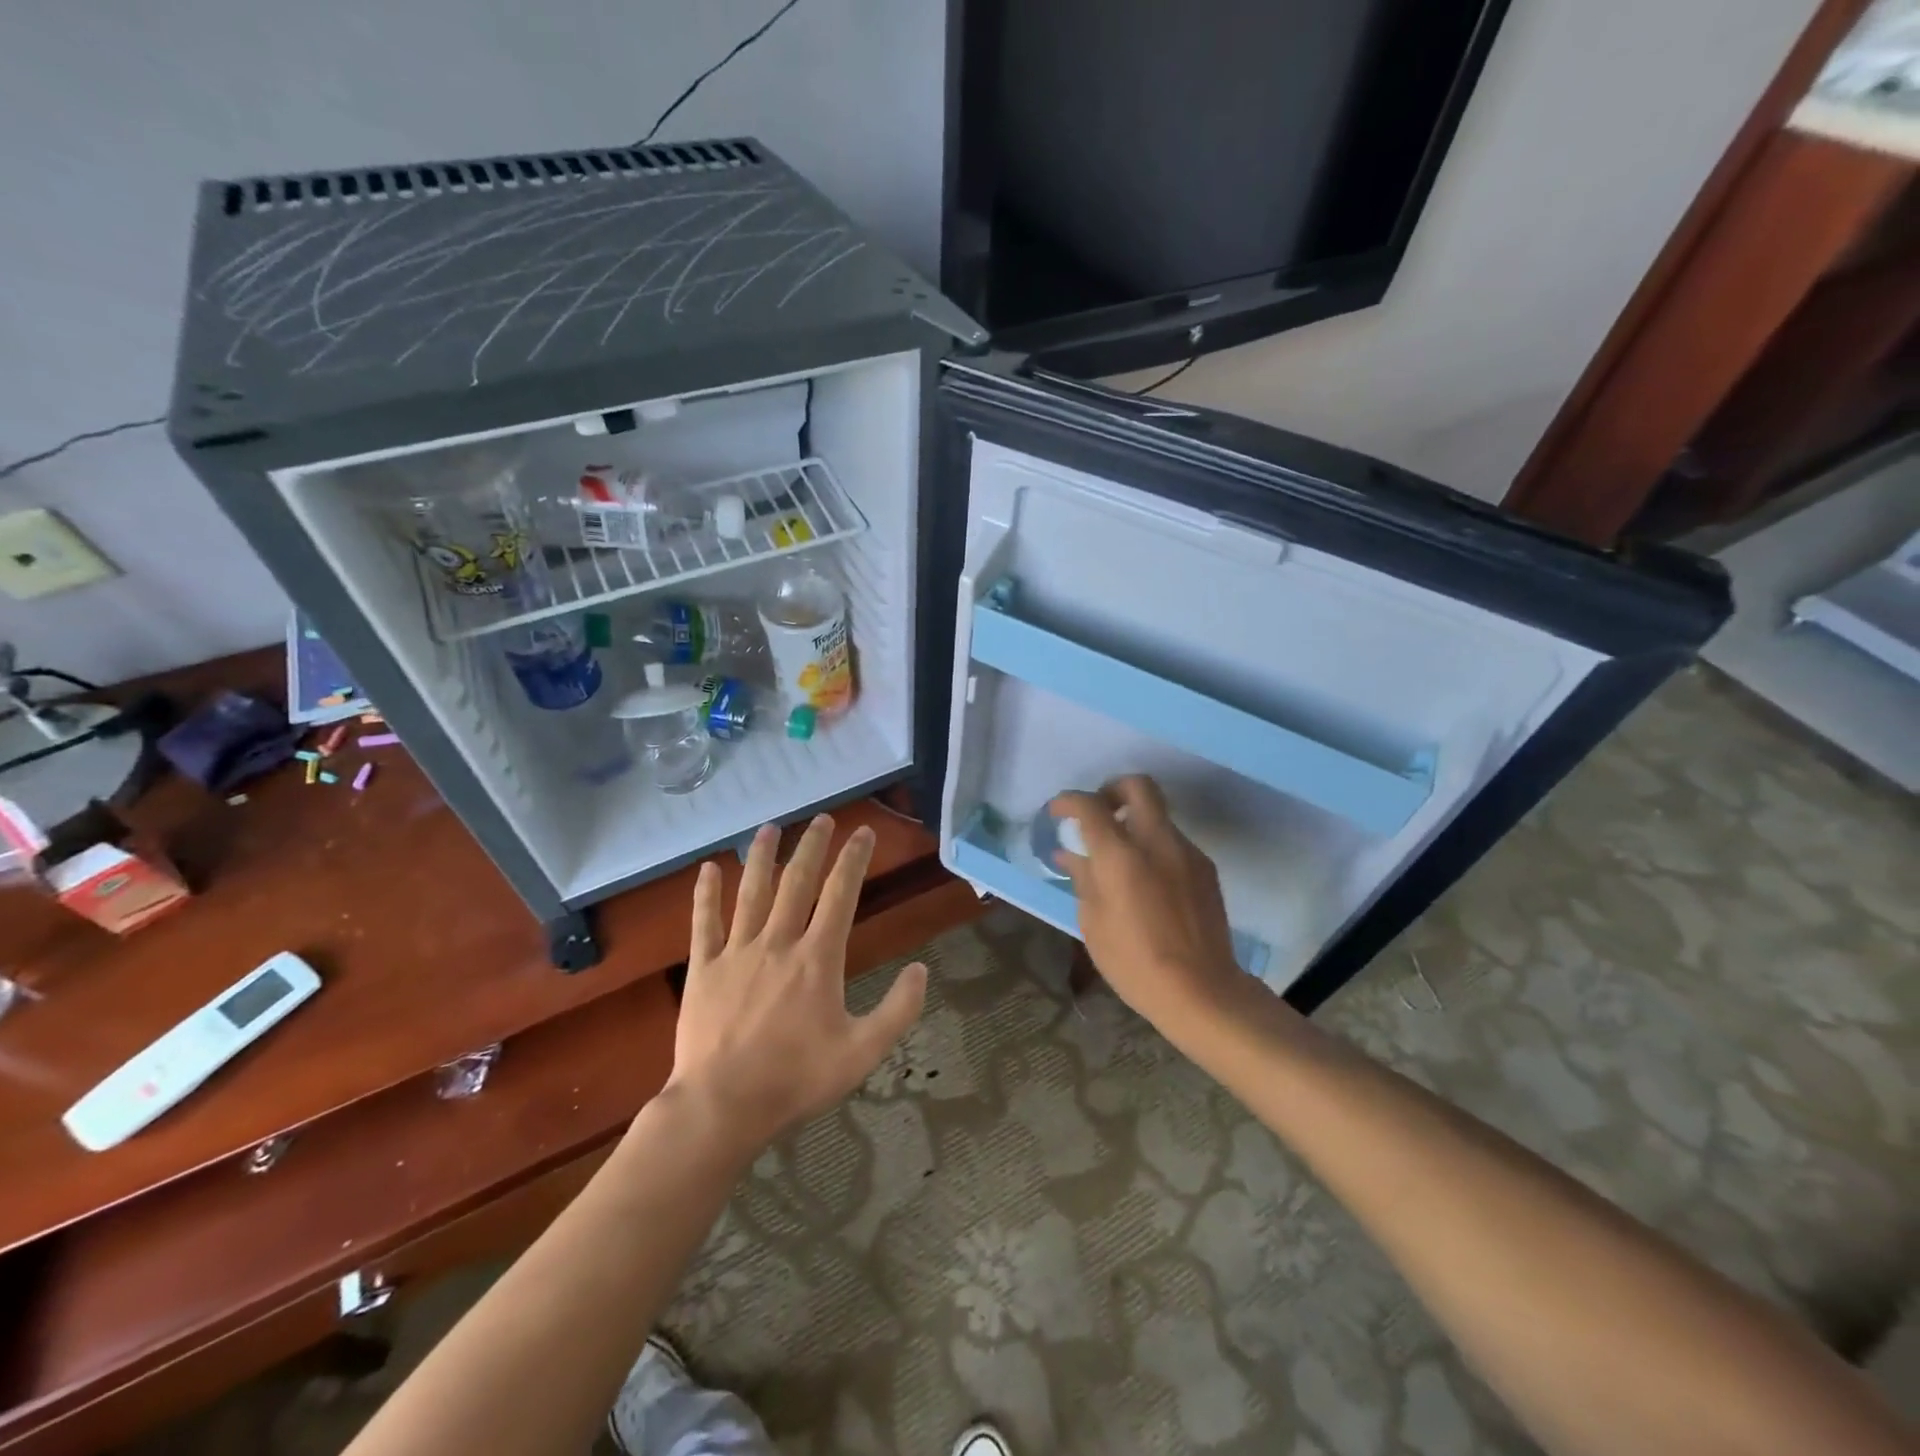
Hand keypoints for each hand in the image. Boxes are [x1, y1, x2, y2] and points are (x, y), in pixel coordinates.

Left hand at [665, 815, 927, 1154]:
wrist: (723, 1106)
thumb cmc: (797, 1079)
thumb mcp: (863, 1052)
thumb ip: (898, 1010)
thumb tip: (922, 970)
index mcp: (818, 957)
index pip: (841, 893)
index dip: (854, 859)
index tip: (863, 832)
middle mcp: (778, 942)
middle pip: (797, 881)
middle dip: (812, 845)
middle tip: (821, 818)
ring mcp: (737, 952)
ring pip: (751, 892)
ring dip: (762, 856)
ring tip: (770, 827)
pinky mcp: (704, 968)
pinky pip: (704, 922)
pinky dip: (706, 893)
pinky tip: (707, 869)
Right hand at [1051, 777, 1248, 1033]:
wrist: (1201, 990)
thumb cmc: (1134, 963)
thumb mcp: (1093, 923)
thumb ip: (1083, 878)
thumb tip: (1070, 854)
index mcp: (1120, 856)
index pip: (1090, 805)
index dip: (1069, 800)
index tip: (1058, 811)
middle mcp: (1156, 842)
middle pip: (1138, 786)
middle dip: (1112, 789)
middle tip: (1098, 813)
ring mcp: (1187, 852)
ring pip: (1158, 815)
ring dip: (1135, 823)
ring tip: (1120, 858)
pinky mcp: (1205, 868)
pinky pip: (1173, 842)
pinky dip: (1154, 847)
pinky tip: (1147, 881)